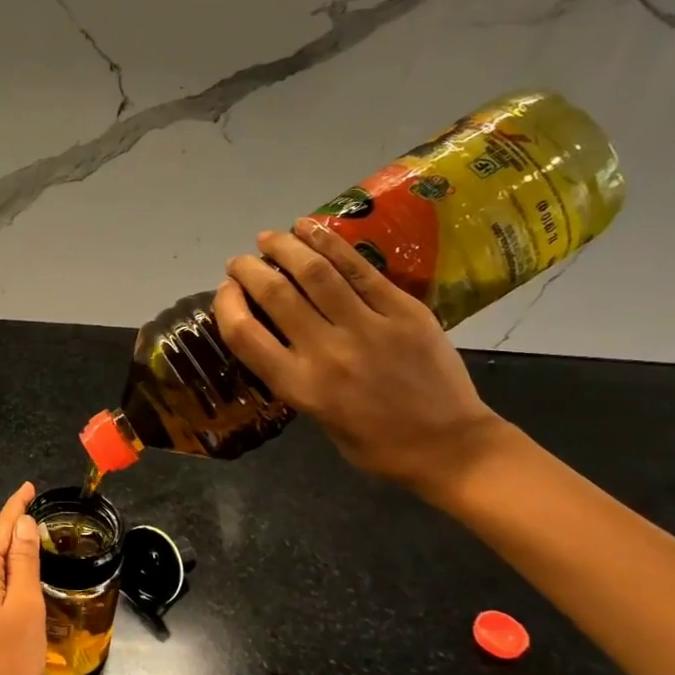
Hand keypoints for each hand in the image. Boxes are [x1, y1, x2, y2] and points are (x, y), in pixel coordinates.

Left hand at [0, 482, 45, 674]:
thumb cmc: (10, 664)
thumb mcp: (26, 608)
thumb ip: (24, 563)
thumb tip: (22, 525)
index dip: (15, 508)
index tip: (28, 488)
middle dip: (14, 538)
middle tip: (43, 526)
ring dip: (10, 566)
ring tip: (37, 559)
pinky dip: (4, 590)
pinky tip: (20, 598)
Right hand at [213, 220, 508, 497]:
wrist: (448, 446)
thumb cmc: (375, 444)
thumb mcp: (317, 418)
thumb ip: (294, 374)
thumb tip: (276, 333)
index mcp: (300, 386)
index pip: (244, 334)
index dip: (226, 304)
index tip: (226, 291)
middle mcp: (327, 352)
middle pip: (276, 294)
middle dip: (249, 269)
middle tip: (241, 261)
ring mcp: (369, 327)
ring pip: (316, 272)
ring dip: (285, 247)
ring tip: (270, 237)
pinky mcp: (404, 310)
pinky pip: (360, 269)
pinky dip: (329, 243)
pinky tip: (310, 228)